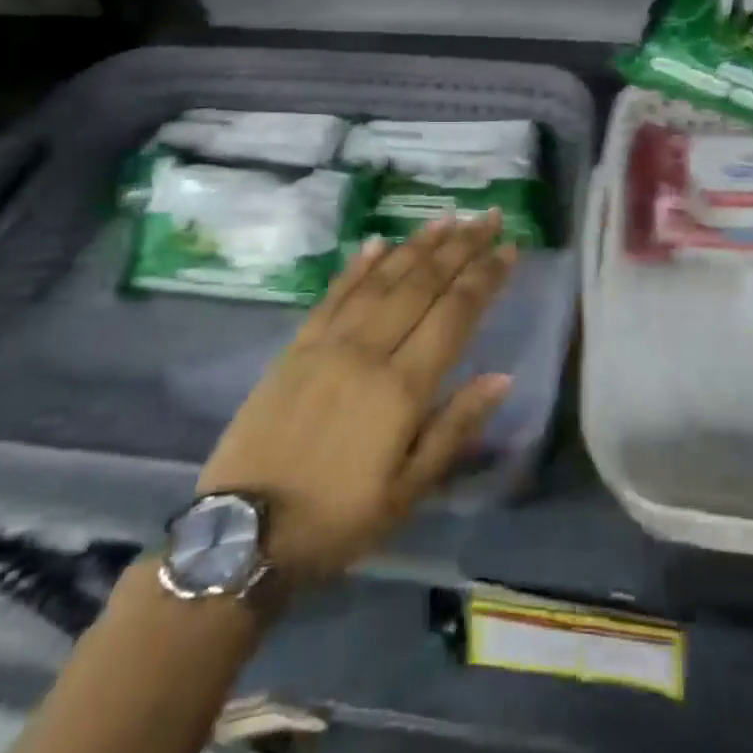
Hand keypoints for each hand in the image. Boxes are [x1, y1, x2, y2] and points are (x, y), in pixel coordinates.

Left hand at [196, 213, 515, 585]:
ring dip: (418, 245)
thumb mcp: (408, 491)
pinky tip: (380, 241)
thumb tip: (503, 377)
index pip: (455, 314)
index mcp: (402, 387)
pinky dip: (360, 265)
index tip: (510, 247)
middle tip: (489, 217)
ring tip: (448, 218)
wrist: (241, 535)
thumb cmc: (338, 519)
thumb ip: (455, 427)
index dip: (485, 277)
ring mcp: (328, 343)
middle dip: (461, 246)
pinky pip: (334, 293)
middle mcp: (368, 350)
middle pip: (424, 284)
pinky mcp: (296, 346)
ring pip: (383, 279)